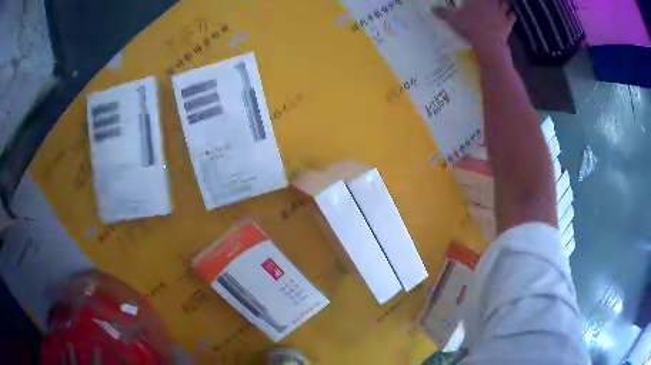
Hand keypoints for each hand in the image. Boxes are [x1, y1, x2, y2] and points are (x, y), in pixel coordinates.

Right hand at [434, 0, 515, 56]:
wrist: (488, 45)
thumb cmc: (470, 29)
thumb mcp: (453, 20)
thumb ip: (443, 12)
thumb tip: (432, 9)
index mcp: (476, 0)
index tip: (478, 0)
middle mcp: (490, 2)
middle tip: (493, 1)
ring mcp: (501, 12)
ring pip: (506, 2)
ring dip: (505, 2)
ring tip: (503, 3)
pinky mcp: (508, 23)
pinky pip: (513, 15)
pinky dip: (513, 14)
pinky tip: (511, 14)